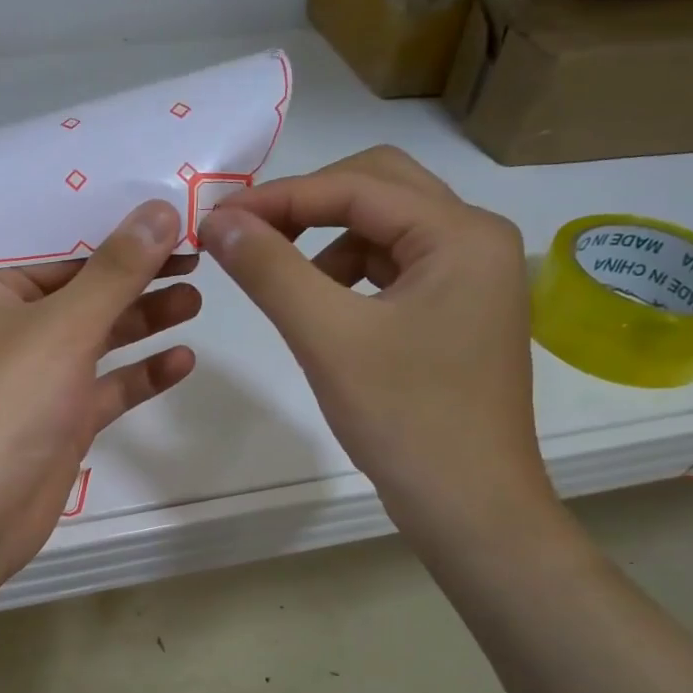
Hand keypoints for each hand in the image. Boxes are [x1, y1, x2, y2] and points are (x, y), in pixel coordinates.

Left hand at [0, 200, 199, 601]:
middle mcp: (12, 330)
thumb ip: (117, 270)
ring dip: (144, 320)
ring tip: (197, 300)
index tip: (173, 214)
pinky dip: (140, 374)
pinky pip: (106, 388)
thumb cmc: (4, 403)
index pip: (63, 248)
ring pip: (99, 339)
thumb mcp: (63, 327)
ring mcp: (37, 379)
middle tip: (198, 259)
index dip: (117, 230)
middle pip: (86, 292)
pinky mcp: (60, 422)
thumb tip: (161, 210)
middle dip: (138, 275)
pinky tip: (182, 361)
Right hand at [200, 146, 551, 538]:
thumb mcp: (327, 338)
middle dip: (308, 206)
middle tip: (250, 236)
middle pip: (379, 188)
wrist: (468, 507)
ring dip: (328, 241)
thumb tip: (219, 221)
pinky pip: (394, 268)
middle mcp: (476, 241)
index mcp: (461, 234)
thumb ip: (270, 271)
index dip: (280, 197)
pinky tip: (324, 310)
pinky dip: (349, 273)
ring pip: (385, 228)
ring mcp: (472, 278)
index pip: (357, 186)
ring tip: (287, 286)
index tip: (217, 220)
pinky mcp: (458, 311)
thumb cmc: (405, 419)